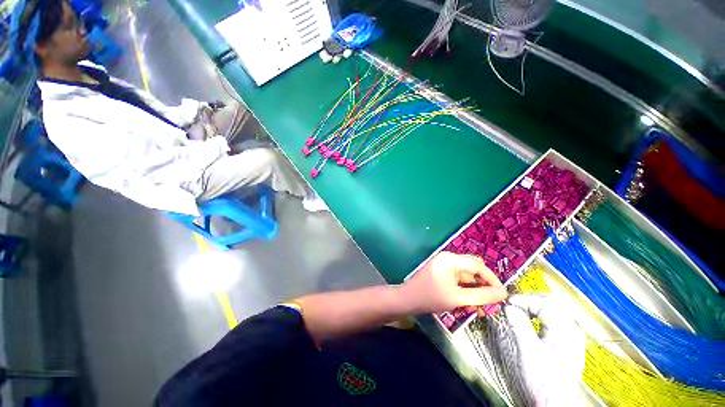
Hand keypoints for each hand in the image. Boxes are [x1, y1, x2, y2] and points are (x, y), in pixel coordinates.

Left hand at [401, 252, 507, 313]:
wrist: (407, 300)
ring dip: (475, 290)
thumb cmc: (431, 297)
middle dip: (483, 286)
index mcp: (450, 260)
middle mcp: (448, 259)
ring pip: (466, 276)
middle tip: (492, 302)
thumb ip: (482, 296)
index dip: (492, 279)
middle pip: (472, 270)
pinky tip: (470, 303)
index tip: (503, 295)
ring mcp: (444, 265)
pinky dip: (465, 290)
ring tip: (481, 307)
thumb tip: (502, 294)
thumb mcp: (458, 298)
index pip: (477, 265)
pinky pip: (458, 279)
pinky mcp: (441, 272)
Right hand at [504, 294, 583, 405]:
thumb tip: (508, 306)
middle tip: (511, 305)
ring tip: (518, 311)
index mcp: (565, 330)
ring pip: (552, 310)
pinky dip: (539, 315)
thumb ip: (518, 324)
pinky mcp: (567, 342)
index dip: (523, 299)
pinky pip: (553, 320)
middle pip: (550, 303)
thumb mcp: (527, 350)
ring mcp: (571, 336)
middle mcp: (571, 330)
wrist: (555, 404)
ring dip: (533, 307)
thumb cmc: (542, 378)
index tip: (507, 302)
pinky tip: (530, 321)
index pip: (544, 303)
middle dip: (528, 300)